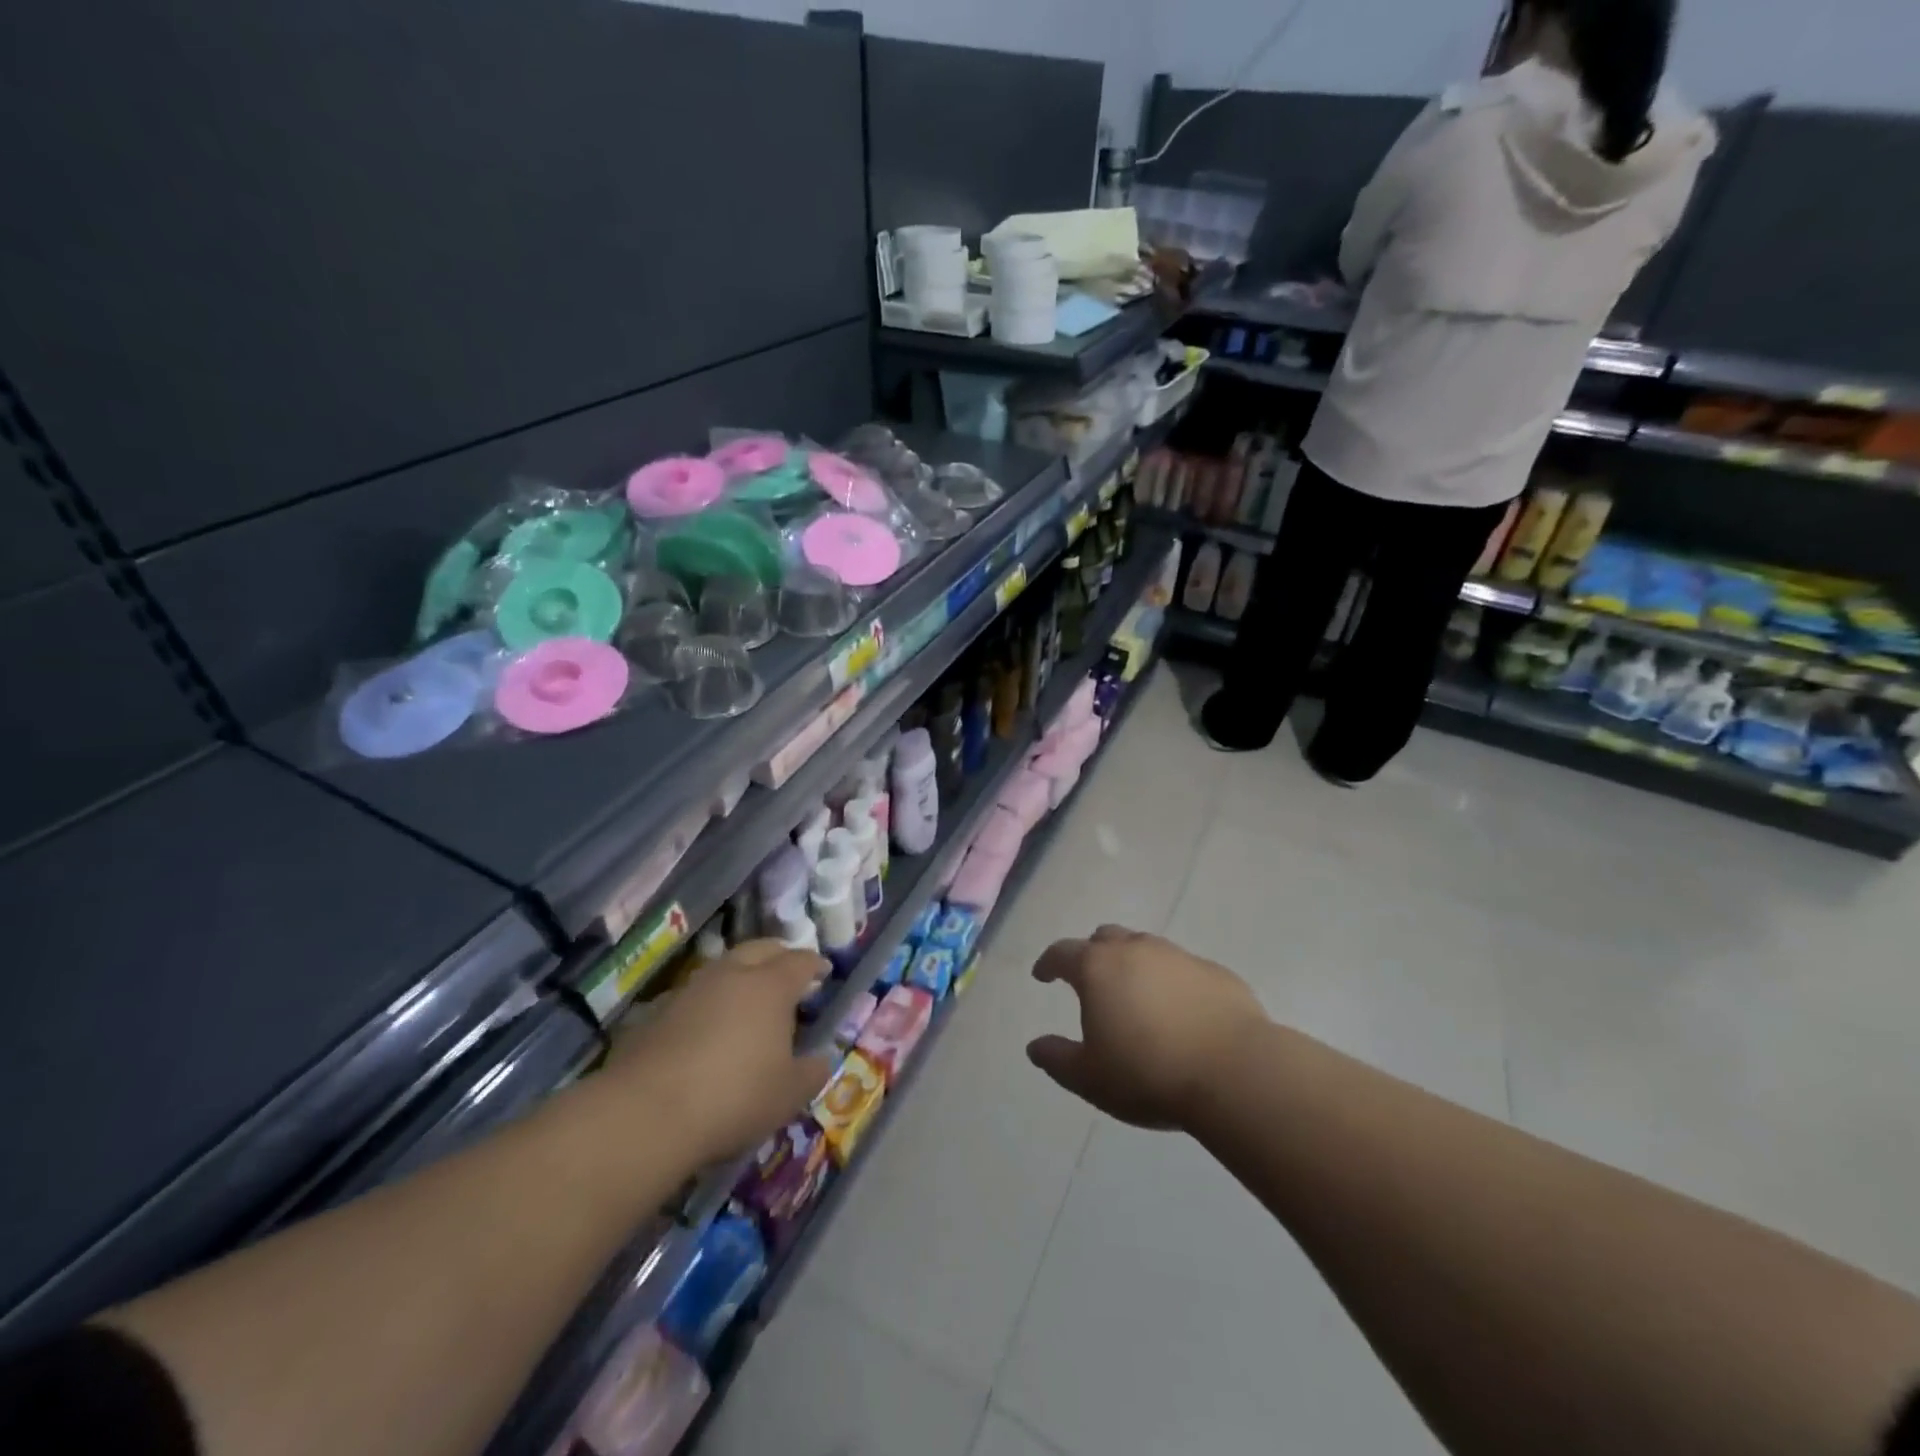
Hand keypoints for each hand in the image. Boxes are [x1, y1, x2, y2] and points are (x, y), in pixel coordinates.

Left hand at [609, 941, 834, 1164]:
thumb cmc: (734, 1097)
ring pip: (723, 967)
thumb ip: (811, 1072)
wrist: (646, 1113)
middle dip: (778, 955)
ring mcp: (690, 989)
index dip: (815, 964)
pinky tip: (708, 1026)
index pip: (800, 961)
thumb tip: (820, 1059)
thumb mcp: (789, 1094)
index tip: (824, 971)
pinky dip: (709, 1002)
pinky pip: (694, 995)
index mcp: (771, 986)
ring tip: (748, 998)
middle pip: (760, 949)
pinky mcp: (657, 1011)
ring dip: (740, 975)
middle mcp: (732, 975)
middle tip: (788, 971)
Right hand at [1027, 925, 1265, 1129]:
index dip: (1048, 963)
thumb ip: (1057, 1058)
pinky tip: (1178, 1010)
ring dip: (1133, 964)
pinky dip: (1170, 981)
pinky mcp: (1215, 972)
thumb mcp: (1090, 1078)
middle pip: (1106, 938)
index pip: (1062, 953)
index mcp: (1098, 968)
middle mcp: (1136, 950)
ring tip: (1135, 996)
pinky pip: (1182, 968)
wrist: (1236, 1072)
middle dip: (1092, 954)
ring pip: (1145, 948)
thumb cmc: (1149, 1073)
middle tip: (1090, 980)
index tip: (1042, 975)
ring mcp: (1179, 956)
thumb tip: (1035, 1046)